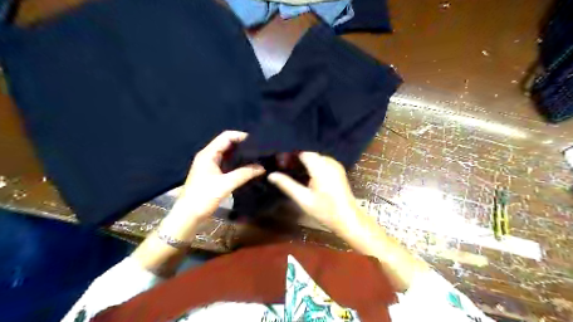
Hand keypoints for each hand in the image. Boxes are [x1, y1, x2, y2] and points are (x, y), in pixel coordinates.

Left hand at [155, 132, 263, 239]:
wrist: (188, 215)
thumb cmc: (204, 197)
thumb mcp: (226, 184)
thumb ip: (244, 174)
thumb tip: (262, 167)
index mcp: (208, 154)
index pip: (226, 137)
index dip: (241, 136)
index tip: (256, 141)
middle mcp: (208, 155)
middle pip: (227, 143)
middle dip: (243, 144)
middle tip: (259, 149)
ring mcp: (209, 164)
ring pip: (227, 153)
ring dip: (240, 154)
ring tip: (256, 156)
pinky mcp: (212, 173)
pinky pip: (226, 162)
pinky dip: (236, 162)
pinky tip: (247, 166)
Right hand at [266, 153, 356, 232]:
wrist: (348, 219)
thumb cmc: (325, 211)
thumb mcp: (303, 198)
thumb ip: (287, 184)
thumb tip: (271, 175)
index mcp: (321, 167)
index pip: (302, 152)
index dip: (289, 154)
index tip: (278, 161)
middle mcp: (329, 162)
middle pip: (309, 153)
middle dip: (295, 157)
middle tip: (282, 166)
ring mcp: (335, 165)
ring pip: (315, 157)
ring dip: (303, 161)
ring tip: (291, 169)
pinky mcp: (338, 170)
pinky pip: (322, 162)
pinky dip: (312, 164)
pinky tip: (305, 174)